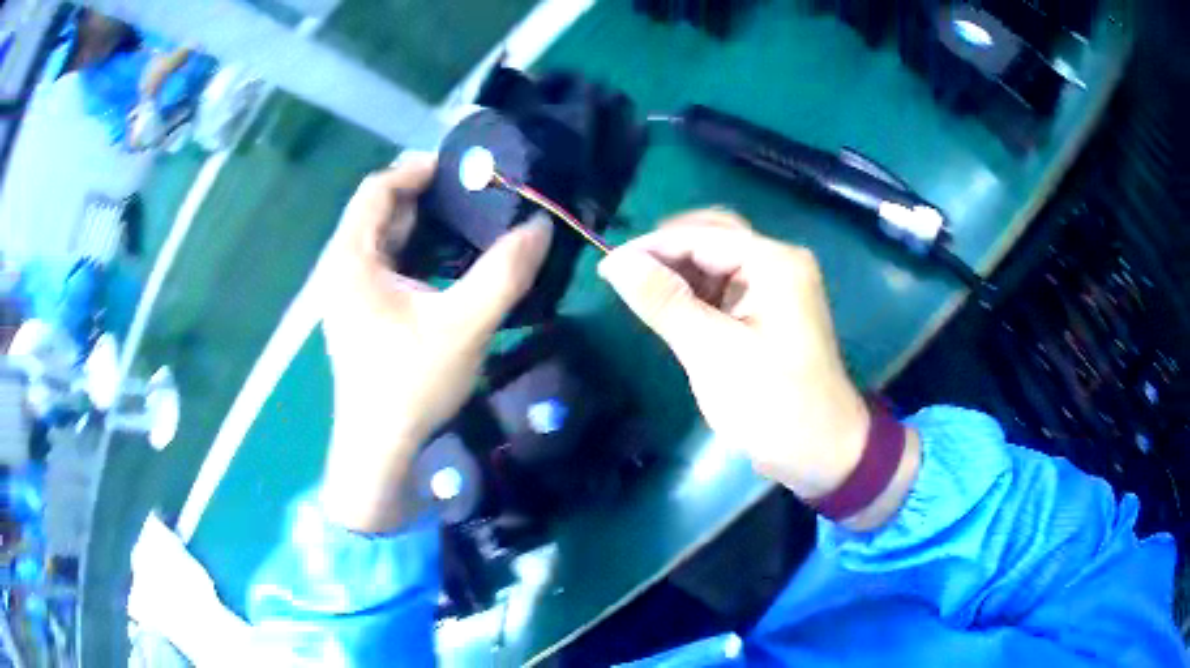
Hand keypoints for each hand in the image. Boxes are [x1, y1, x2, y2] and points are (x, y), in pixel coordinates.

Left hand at [318, 155, 552, 531]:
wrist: (379, 450)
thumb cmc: (411, 385)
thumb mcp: (464, 326)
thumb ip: (504, 273)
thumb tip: (540, 226)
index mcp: (352, 260)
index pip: (376, 190)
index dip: (416, 171)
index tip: (461, 170)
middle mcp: (341, 269)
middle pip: (378, 212)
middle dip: (424, 197)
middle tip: (473, 196)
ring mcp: (346, 295)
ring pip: (381, 240)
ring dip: (420, 226)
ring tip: (466, 224)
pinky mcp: (358, 315)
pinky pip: (383, 265)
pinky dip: (413, 253)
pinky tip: (446, 265)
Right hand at [598, 210, 917, 527]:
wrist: (821, 453)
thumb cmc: (772, 405)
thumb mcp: (712, 353)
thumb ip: (665, 301)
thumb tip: (616, 261)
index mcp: (774, 263)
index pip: (702, 236)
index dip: (651, 248)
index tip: (605, 268)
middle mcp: (779, 263)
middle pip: (713, 236)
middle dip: (668, 253)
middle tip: (625, 277)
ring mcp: (777, 286)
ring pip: (718, 260)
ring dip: (681, 272)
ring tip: (644, 295)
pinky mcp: (770, 310)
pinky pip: (726, 286)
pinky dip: (697, 293)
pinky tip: (673, 309)